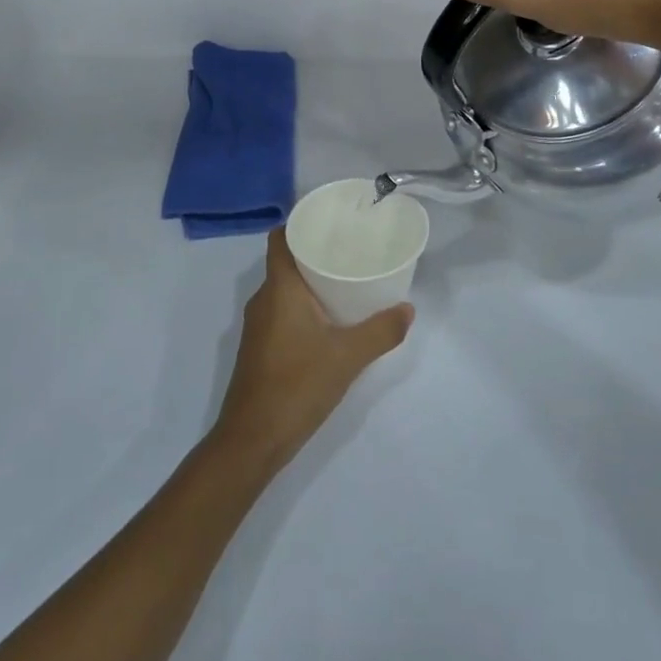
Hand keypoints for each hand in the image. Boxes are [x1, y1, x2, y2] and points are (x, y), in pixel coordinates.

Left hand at [211, 230, 412, 475]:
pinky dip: (301, 306)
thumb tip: (408, 309)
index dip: (300, 223)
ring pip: (283, 288)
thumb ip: (381, 331)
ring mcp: (257, 324)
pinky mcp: (259, 346)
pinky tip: (327, 320)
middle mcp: (263, 299)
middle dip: (313, 253)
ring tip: (344, 281)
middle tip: (349, 249)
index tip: (329, 221)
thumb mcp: (348, 357)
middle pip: (285, 261)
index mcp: (280, 288)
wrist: (252, 438)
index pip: (280, 238)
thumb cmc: (297, 385)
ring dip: (309, 282)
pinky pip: (280, 310)